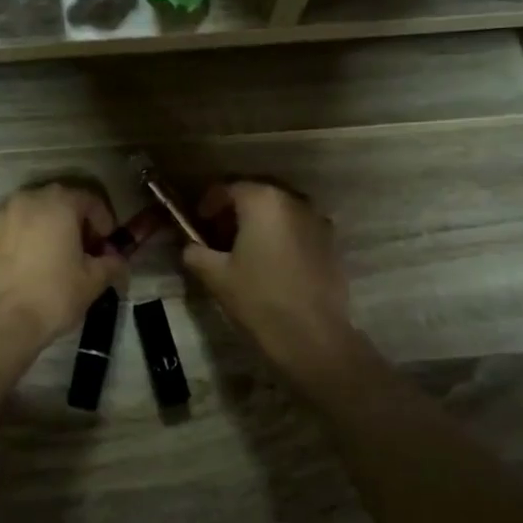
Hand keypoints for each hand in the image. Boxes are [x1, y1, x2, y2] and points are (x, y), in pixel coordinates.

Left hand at [0, 184, 123, 352]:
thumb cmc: (53, 296)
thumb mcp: (93, 281)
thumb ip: (111, 263)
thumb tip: (117, 260)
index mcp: (58, 203)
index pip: (89, 199)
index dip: (103, 220)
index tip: (106, 244)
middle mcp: (26, 199)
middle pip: (59, 201)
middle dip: (75, 221)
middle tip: (83, 250)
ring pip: (32, 213)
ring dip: (47, 228)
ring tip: (54, 256)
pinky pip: (11, 228)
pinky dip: (23, 238)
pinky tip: (28, 265)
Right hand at [183, 181, 359, 380]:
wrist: (311, 335)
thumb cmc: (258, 298)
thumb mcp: (215, 275)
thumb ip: (196, 252)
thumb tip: (190, 246)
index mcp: (263, 201)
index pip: (229, 188)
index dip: (209, 202)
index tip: (198, 222)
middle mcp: (294, 201)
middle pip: (257, 195)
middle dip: (235, 211)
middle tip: (218, 236)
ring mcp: (318, 221)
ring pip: (280, 212)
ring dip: (260, 224)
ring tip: (244, 251)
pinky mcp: (331, 244)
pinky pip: (298, 230)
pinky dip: (281, 237)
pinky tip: (271, 264)